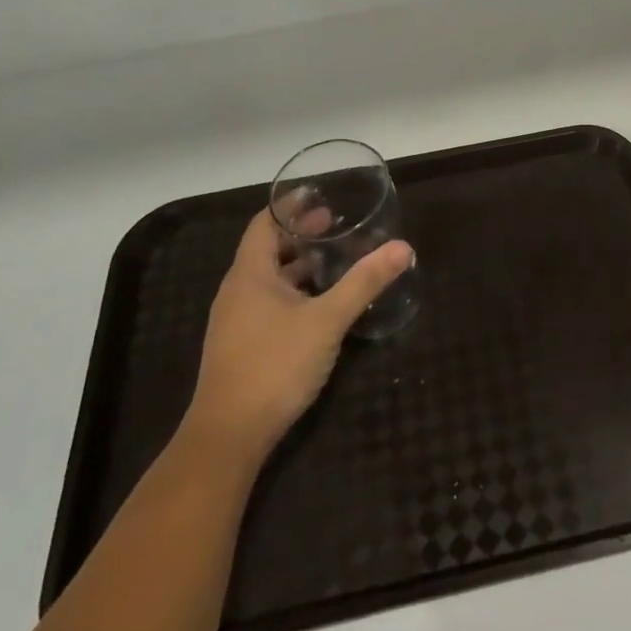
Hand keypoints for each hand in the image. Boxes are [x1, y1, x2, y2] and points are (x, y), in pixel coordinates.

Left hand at [186, 205, 412, 452]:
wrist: (228, 437)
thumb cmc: (274, 365)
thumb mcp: (327, 320)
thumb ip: (364, 283)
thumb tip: (402, 248)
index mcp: (249, 275)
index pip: (264, 224)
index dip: (289, 206)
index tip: (318, 193)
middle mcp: (238, 292)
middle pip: (267, 249)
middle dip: (300, 234)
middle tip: (335, 222)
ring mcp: (237, 321)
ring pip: (269, 279)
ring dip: (299, 264)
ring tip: (334, 258)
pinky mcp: (243, 346)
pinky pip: (269, 303)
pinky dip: (294, 291)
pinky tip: (320, 304)